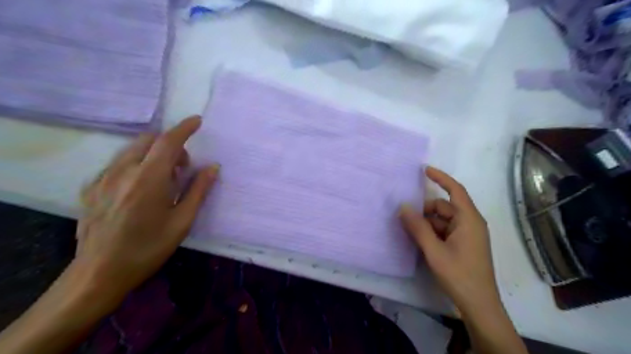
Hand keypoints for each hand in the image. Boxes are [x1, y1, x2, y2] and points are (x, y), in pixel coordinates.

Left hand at [75, 116, 217, 303]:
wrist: (99, 272)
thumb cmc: (149, 248)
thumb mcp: (182, 221)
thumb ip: (198, 190)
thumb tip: (213, 167)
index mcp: (149, 180)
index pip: (168, 142)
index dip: (184, 128)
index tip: (197, 121)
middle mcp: (123, 171)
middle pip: (149, 140)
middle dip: (170, 145)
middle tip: (182, 168)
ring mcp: (103, 178)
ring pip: (132, 149)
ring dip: (154, 153)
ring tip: (163, 179)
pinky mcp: (91, 187)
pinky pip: (119, 162)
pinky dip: (136, 163)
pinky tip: (140, 187)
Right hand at [402, 167, 500, 315]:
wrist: (478, 304)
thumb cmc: (459, 275)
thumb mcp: (434, 250)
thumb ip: (417, 227)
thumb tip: (402, 207)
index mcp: (469, 219)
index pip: (455, 190)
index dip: (441, 178)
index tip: (424, 170)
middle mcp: (470, 223)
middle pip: (445, 207)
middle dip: (425, 210)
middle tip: (406, 218)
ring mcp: (468, 234)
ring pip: (443, 219)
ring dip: (427, 223)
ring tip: (410, 232)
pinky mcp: (464, 244)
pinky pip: (445, 230)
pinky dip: (432, 231)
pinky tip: (421, 241)